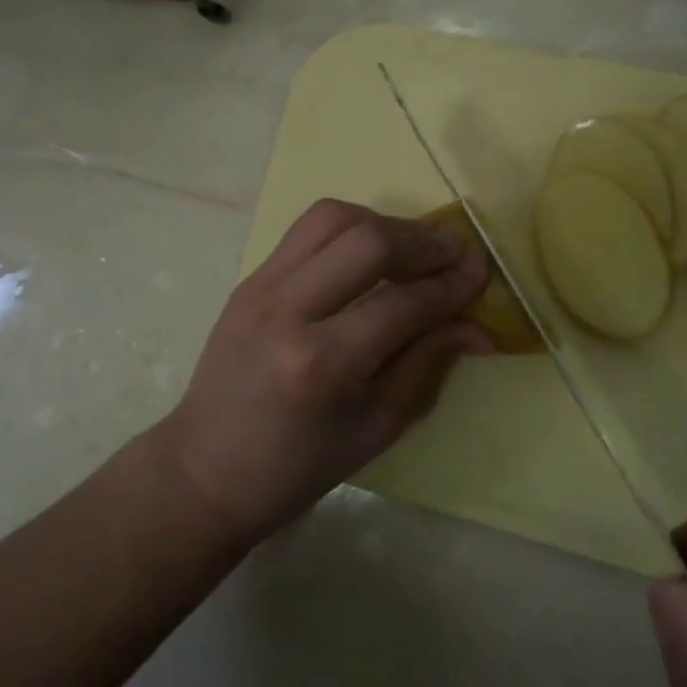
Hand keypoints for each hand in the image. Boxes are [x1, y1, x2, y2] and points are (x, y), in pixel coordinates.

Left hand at [157, 199, 489, 543]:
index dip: (450, 287)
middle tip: (454, 253)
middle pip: (366, 241)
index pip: (402, 305)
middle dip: (421, 241)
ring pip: (331, 218)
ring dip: (383, 223)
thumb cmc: (296, 467)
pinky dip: (348, 229)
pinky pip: (306, 230)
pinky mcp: (248, 279)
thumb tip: (477, 325)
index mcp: (321, 365)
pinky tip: (370, 251)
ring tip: (413, 248)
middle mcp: (287, 311)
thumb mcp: (375, 428)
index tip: (481, 275)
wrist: (205, 468)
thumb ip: (426, 365)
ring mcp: (259, 287)